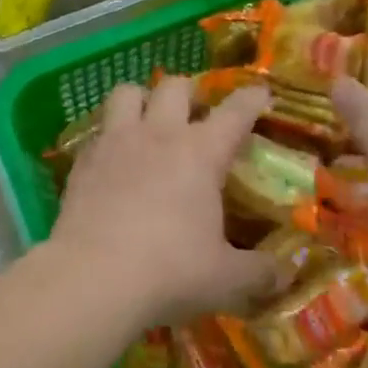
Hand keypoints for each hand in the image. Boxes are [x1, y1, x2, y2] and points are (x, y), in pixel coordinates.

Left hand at [51, 77, 277, 325]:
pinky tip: (113, 161)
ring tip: (147, 120)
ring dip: (141, 99)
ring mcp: (115, 142)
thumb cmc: (170, 272)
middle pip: (175, 87)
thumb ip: (261, 272)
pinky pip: (97, 132)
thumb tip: (285, 272)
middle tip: (196, 113)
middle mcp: (158, 135)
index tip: (260, 93)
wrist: (92, 278)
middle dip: (190, 92)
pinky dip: (109, 137)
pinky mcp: (82, 161)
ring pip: (126, 93)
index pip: (235, 112)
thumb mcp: (227, 280)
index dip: (250, 99)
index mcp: (201, 153)